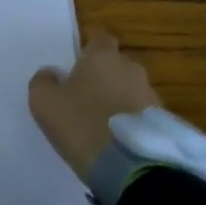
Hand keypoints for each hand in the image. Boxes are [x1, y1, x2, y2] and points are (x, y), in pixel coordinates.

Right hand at [28, 29, 160, 178]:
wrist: (129, 165)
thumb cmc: (81, 123)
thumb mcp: (44, 102)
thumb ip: (43, 81)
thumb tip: (51, 74)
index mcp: (103, 56)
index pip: (99, 39)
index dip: (87, 51)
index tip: (76, 68)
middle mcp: (131, 68)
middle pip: (115, 65)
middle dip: (103, 77)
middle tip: (85, 99)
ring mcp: (150, 94)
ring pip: (129, 89)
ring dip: (117, 100)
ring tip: (101, 124)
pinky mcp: (162, 120)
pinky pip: (140, 113)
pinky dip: (129, 121)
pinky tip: (116, 140)